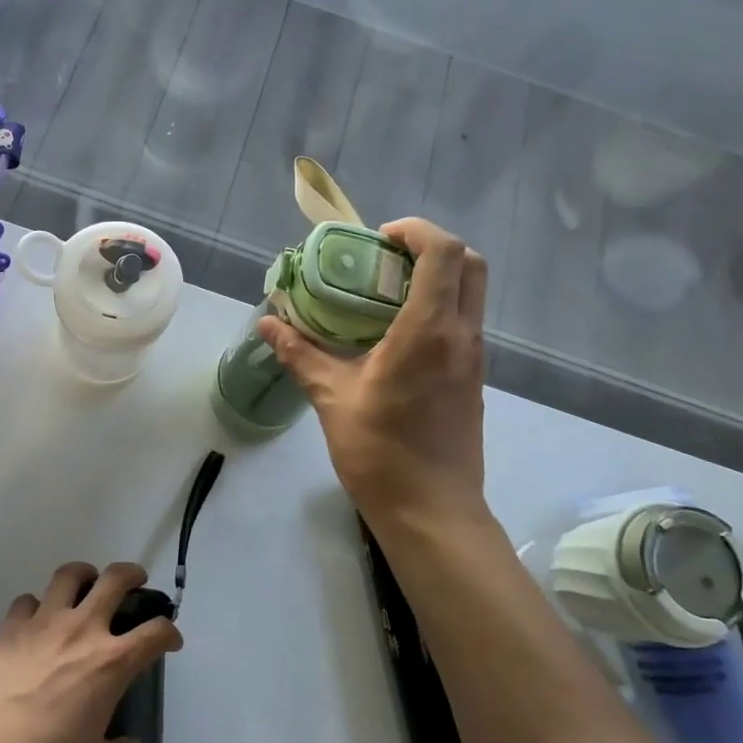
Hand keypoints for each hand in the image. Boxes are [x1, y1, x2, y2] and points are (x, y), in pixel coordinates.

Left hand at [0, 563, 181, 742]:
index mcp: (111, 663)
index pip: (155, 633)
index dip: (169, 632)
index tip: (170, 640)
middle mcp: (82, 630)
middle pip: (115, 579)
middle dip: (132, 574)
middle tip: (135, 581)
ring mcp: (43, 622)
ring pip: (69, 575)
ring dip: (84, 575)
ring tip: (85, 584)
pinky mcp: (10, 627)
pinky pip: (28, 601)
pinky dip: (37, 606)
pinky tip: (35, 623)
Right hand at [259, 218, 490, 529]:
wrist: (432, 511)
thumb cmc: (381, 454)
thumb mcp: (332, 399)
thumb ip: (300, 354)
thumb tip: (268, 322)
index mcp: (429, 332)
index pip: (442, 253)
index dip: (415, 230)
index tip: (377, 240)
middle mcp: (462, 335)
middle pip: (470, 263)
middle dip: (431, 246)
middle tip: (384, 259)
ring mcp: (473, 357)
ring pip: (471, 292)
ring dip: (436, 276)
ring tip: (383, 293)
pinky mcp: (473, 377)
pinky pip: (462, 321)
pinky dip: (437, 306)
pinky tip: (393, 333)